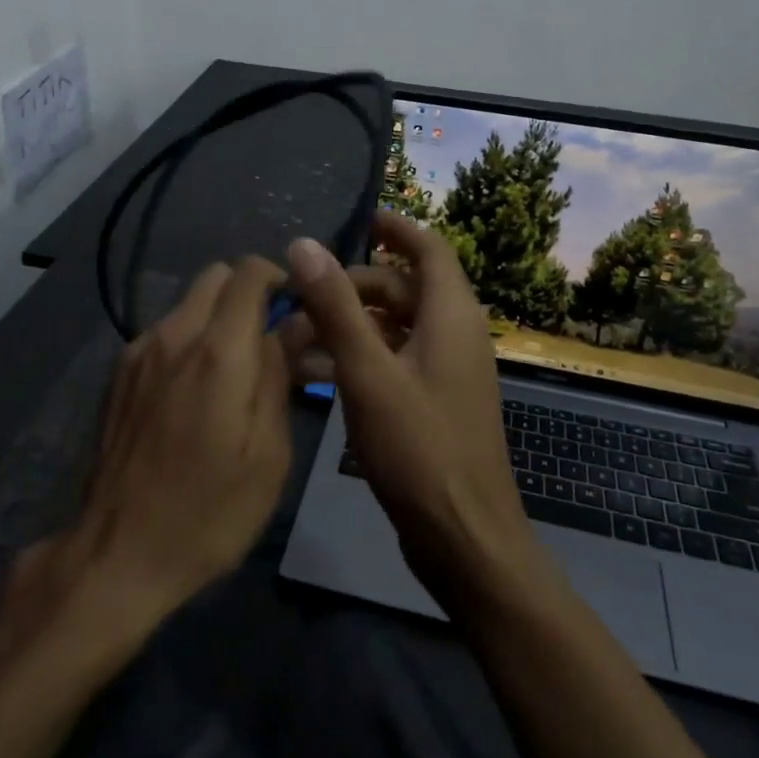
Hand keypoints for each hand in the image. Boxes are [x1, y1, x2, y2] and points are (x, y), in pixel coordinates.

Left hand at [32, 258, 293, 633]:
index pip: (248, 272)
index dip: (279, 278)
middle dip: (248, 294)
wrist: (116, 553)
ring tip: (232, 374)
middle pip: (215, 276)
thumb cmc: (209, 511)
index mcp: (219, 351)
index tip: (296, 310)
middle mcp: (174, 335)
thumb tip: (295, 324)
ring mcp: (139, 351)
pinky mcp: (119, 373)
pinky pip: (165, 332)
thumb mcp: (268, 453)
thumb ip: (279, 375)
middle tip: (268, 341)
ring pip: (188, 303)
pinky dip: (189, 341)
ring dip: (217, 319)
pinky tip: (194, 393)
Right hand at [284, 216, 558, 620]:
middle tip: (300, 296)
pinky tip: (314, 373)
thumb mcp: (368, 373)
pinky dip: (359, 357)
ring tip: (294, 335)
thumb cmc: (419, 449)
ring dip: (348, 324)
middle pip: (402, 288)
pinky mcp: (433, 402)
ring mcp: (445, 371)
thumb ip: (336, 306)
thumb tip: (304, 243)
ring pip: (393, 327)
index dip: (395, 227)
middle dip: (351, 285)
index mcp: (451, 315)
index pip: (429, 248)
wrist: (464, 538)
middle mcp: (454, 334)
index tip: (356, 218)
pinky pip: (394, 361)